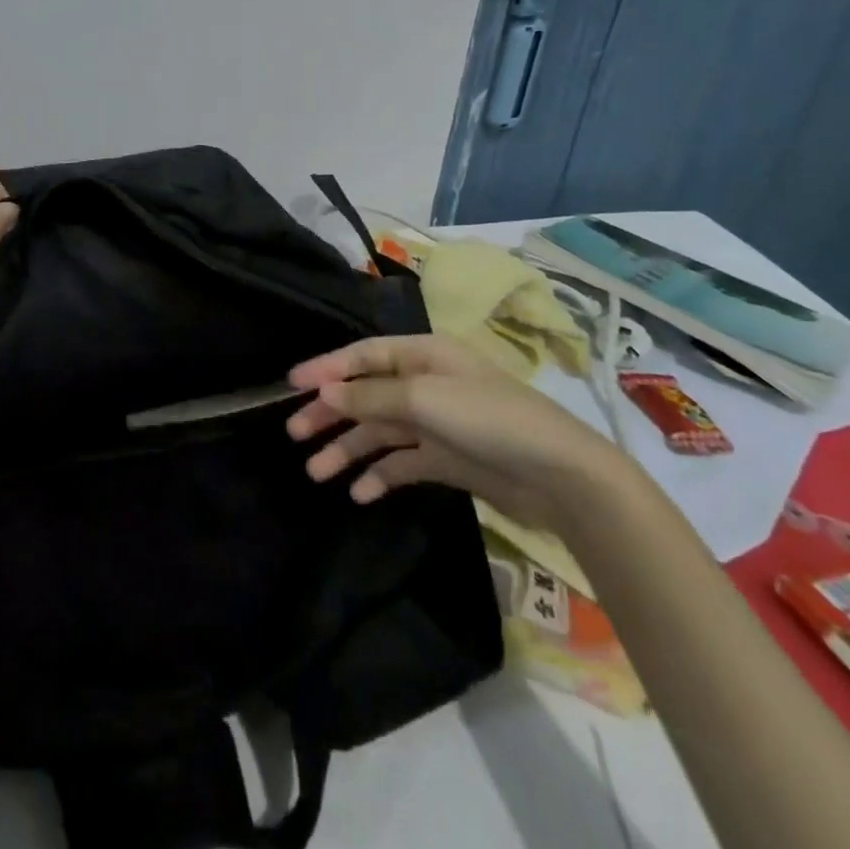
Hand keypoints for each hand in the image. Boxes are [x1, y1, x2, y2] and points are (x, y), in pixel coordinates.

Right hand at [287, 333, 626, 533]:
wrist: (560, 477)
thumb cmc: (489, 420)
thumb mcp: (424, 399)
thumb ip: (370, 397)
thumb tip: (324, 392)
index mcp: (422, 356)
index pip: (363, 356)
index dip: (326, 368)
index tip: (290, 385)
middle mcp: (425, 384)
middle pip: (365, 395)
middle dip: (330, 413)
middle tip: (294, 434)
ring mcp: (435, 423)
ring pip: (378, 432)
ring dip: (347, 449)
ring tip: (317, 472)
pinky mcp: (445, 459)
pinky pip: (401, 463)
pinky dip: (378, 475)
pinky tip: (358, 493)